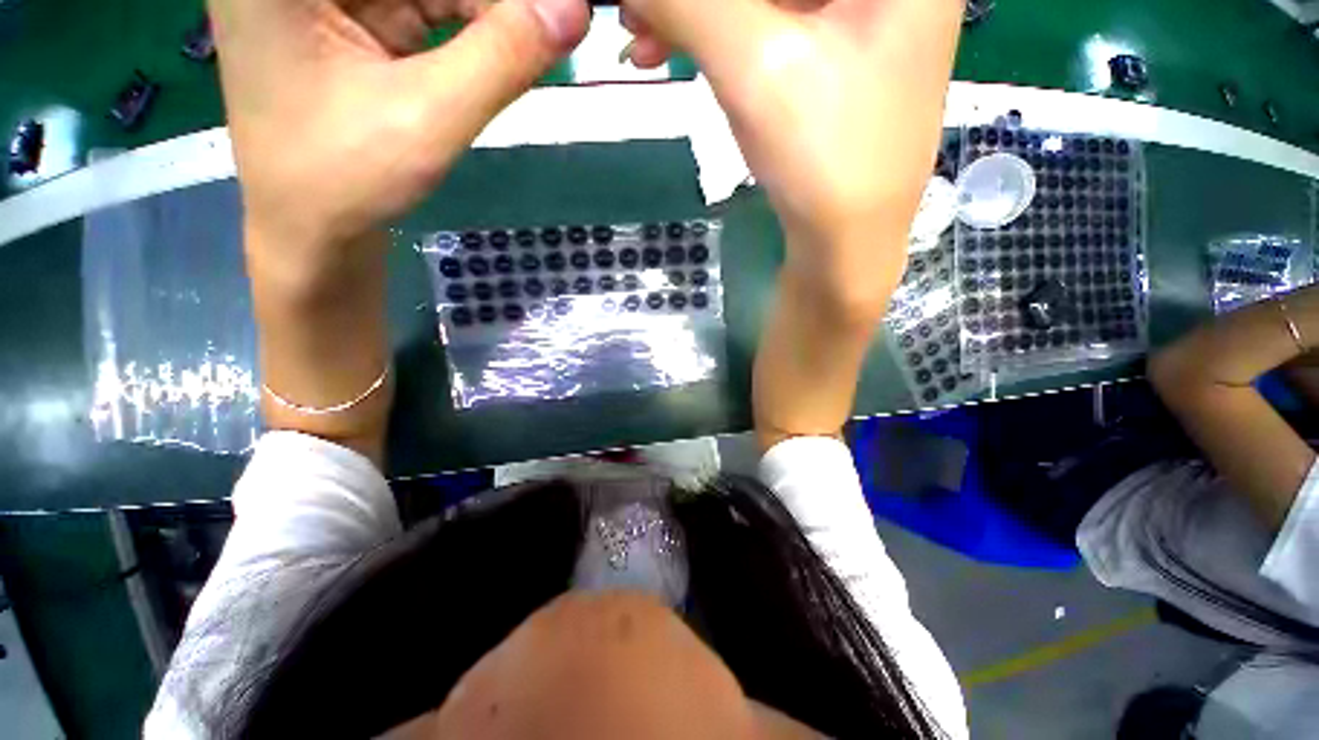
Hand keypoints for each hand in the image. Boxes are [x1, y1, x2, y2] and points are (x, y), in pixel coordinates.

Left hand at [211, 0, 589, 256]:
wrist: (310, 234)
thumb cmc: (344, 180)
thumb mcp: (428, 116)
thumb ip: (503, 57)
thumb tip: (574, 7)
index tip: (551, 15)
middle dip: (492, 5)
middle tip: (549, 30)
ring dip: (486, 16)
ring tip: (530, 46)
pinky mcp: (354, 23)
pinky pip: (425, 7)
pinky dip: (470, 31)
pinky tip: (498, 55)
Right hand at [622, 0, 960, 308]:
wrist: (845, 246)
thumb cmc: (822, 159)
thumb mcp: (753, 66)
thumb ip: (687, 2)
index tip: (649, 5)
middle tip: (636, 13)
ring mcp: (862, 14)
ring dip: (698, 14)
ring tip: (644, 42)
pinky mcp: (835, 53)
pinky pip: (769, 24)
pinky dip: (719, 37)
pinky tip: (675, 54)